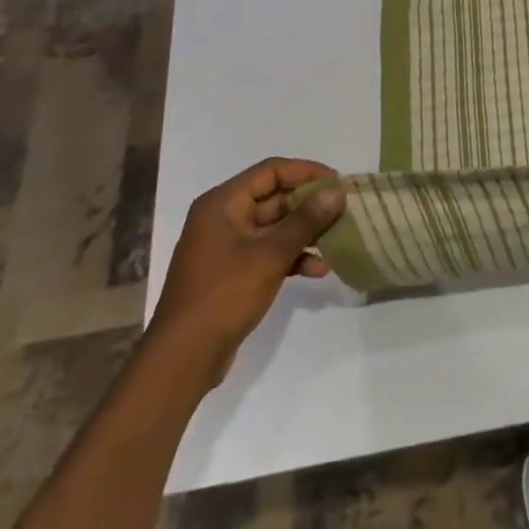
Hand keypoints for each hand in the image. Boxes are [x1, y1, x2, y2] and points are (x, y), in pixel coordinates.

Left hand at [147, 158, 345, 387]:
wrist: (183, 357)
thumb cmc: (225, 294)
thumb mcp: (271, 254)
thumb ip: (307, 219)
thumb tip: (337, 190)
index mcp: (223, 203)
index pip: (272, 171)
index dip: (307, 172)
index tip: (338, 184)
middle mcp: (223, 217)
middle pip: (275, 198)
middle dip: (311, 205)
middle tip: (345, 211)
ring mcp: (227, 246)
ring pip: (275, 227)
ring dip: (306, 232)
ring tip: (338, 240)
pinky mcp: (233, 271)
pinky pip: (269, 252)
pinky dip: (293, 256)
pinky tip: (319, 270)